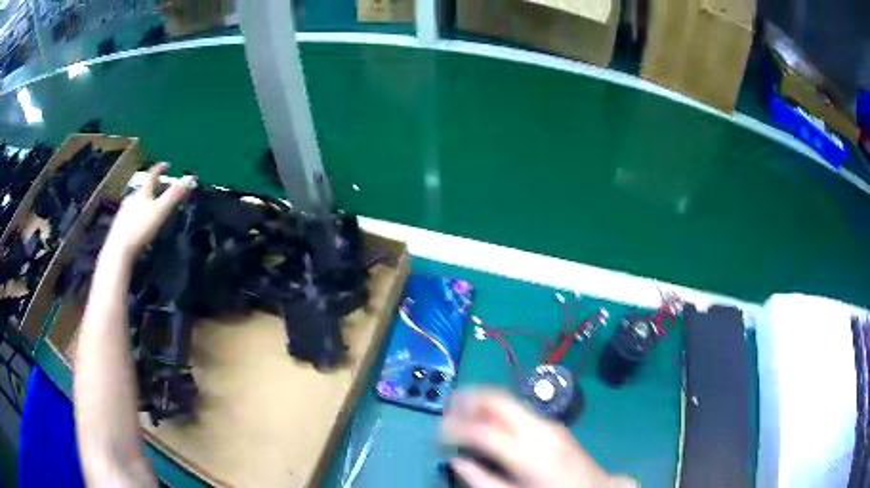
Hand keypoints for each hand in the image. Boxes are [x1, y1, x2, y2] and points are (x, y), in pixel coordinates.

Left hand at [103, 163, 193, 259]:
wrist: (119, 249)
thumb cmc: (141, 228)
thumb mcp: (160, 212)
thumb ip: (173, 196)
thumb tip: (188, 179)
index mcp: (142, 191)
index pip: (152, 174)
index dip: (160, 168)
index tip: (168, 165)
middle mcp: (132, 196)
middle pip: (144, 188)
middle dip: (153, 187)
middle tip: (162, 190)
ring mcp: (124, 210)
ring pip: (137, 201)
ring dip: (145, 201)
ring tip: (152, 207)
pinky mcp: (120, 223)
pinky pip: (131, 212)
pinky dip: (138, 213)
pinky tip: (140, 223)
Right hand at [442, 389, 636, 487]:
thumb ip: (481, 480)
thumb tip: (456, 461)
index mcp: (526, 451)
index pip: (482, 430)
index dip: (454, 428)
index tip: (437, 434)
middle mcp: (538, 428)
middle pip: (497, 400)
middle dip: (467, 399)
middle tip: (447, 410)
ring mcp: (548, 423)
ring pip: (508, 401)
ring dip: (482, 402)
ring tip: (462, 413)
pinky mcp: (553, 424)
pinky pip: (518, 410)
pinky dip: (497, 411)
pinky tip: (488, 423)